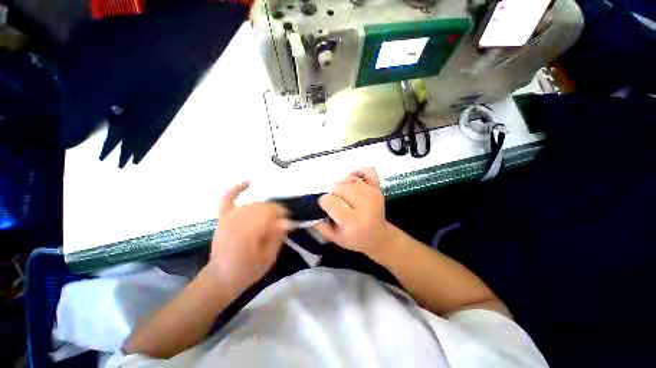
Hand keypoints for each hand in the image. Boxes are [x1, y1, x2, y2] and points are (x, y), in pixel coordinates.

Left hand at [207, 182, 291, 292]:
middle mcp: (237, 221)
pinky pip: (228, 198)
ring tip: (272, 215)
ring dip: (265, 206)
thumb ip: (277, 237)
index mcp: (248, 232)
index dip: (283, 214)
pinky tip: (249, 182)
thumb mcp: (268, 258)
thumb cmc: (247, 270)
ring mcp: (229, 217)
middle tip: (282, 220)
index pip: (271, 212)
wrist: (220, 278)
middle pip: (263, 206)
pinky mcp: (223, 217)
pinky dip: (237, 189)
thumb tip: (287, 220)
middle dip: (276, 210)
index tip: (290, 221)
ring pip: (252, 203)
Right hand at [315, 167, 394, 257]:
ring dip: (343, 186)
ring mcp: (373, 194)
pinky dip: (358, 171)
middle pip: (339, 187)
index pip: (331, 201)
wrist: (378, 236)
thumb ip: (320, 224)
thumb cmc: (355, 239)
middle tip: (336, 202)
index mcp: (353, 221)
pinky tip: (353, 181)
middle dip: (333, 194)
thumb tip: (312, 207)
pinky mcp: (378, 188)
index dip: (324, 202)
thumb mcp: (334, 238)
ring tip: (345, 196)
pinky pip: (367, 171)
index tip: (325, 206)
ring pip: (349, 179)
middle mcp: (364, 206)